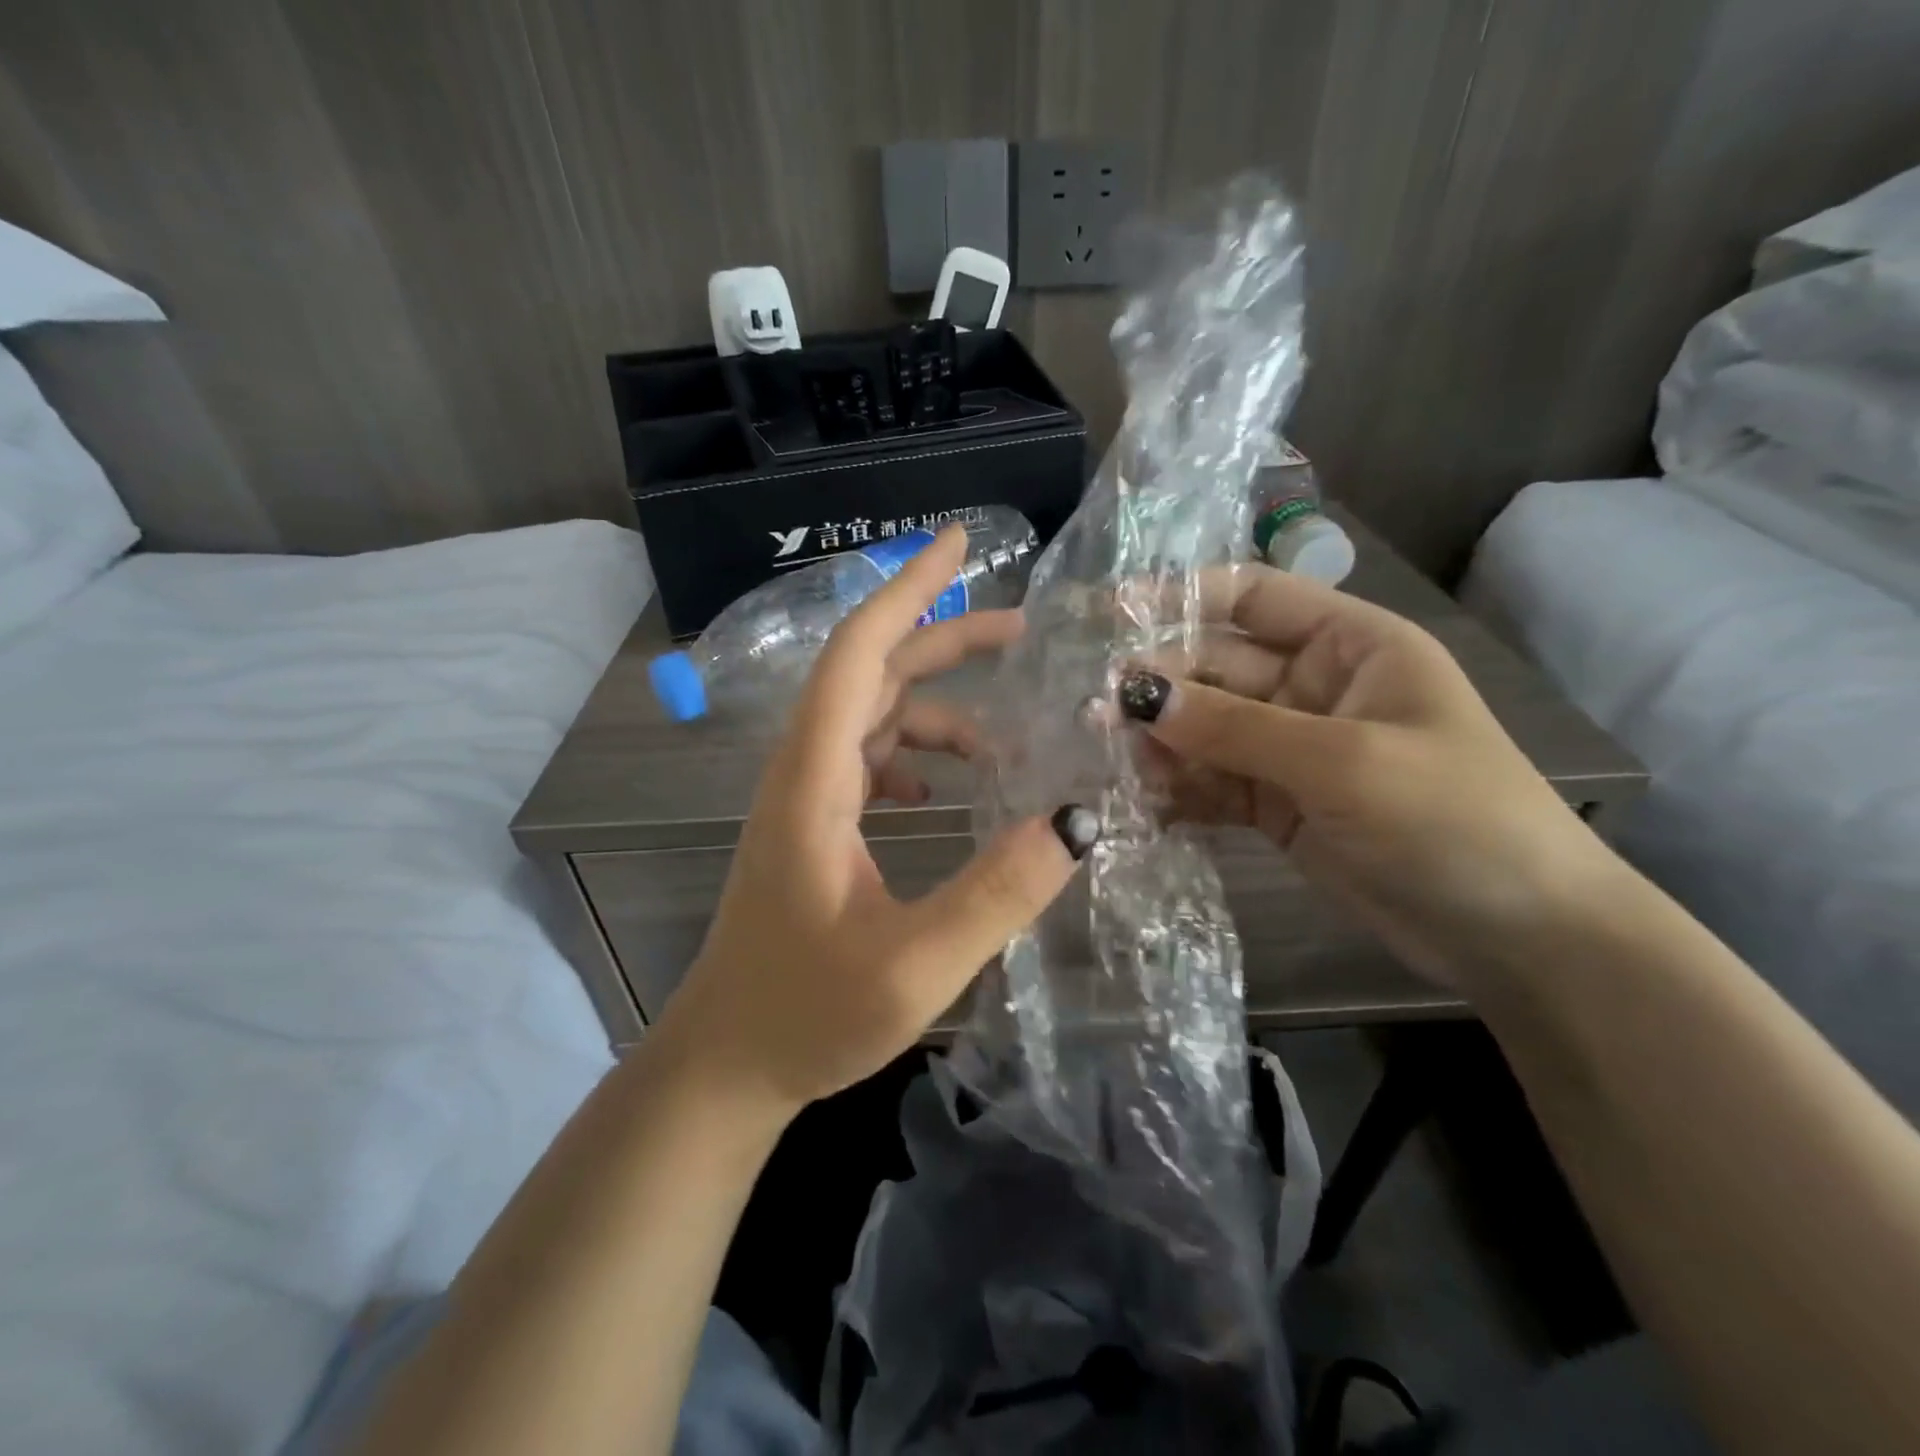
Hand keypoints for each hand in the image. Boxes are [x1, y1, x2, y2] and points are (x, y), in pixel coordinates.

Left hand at [658, 526, 1096, 1116]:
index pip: (859, 654)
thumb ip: (997, 892)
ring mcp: (804, 799)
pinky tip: (943, 794)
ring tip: (1003, 741)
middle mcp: (803, 772)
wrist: (726, 1065)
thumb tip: (1078, 819)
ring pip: (873, 719)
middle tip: (1022, 631)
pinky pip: (867, 762)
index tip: (957, 541)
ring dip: (936, 712)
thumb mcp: (915, 963)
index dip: (908, 589)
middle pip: (872, 674)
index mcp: (814, 781)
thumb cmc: (805, 1015)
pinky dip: (912, 757)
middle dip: (943, 640)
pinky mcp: (812, 827)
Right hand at [1117, 564, 1619, 986]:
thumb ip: (1234, 726)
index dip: (1184, 595)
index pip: (1254, 596)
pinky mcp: (1276, 804)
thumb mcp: (1342, 761)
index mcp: (1350, 645)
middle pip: (1217, 666)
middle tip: (1095, 709)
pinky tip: (1138, 800)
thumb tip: (1135, 695)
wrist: (1516, 936)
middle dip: (1160, 684)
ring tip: (1106, 757)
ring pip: (1206, 728)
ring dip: (1160, 741)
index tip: (1113, 611)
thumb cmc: (1452, 819)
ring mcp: (1292, 749)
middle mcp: (1314, 687)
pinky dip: (1177, 789)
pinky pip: (1213, 782)